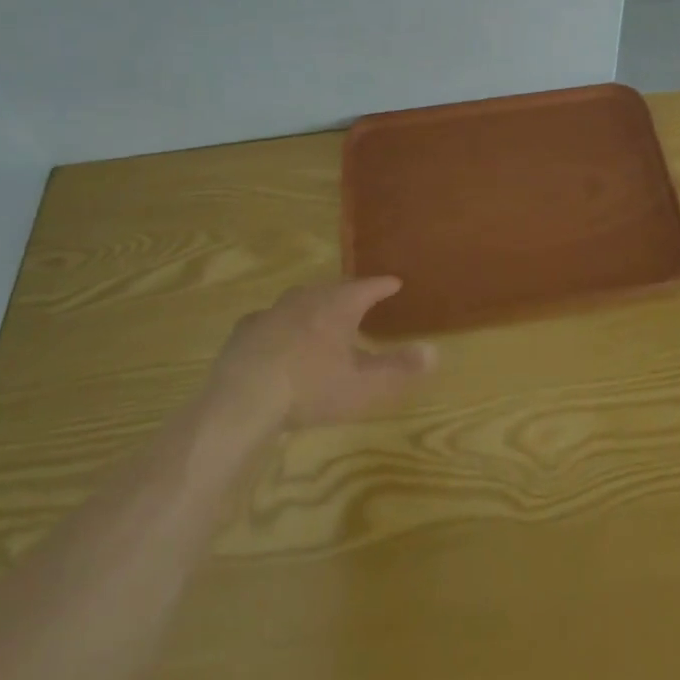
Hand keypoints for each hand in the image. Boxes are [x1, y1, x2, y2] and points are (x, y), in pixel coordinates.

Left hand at [207, 277, 435, 431]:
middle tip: (360, 300)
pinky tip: (279, 338)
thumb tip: (435, 351)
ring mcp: (274, 310)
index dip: (383, 285)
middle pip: (334, 289)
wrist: (244, 396)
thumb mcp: (362, 384)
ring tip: (323, 317)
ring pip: (302, 300)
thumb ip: (398, 368)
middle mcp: (308, 298)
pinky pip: (272, 320)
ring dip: (316, 306)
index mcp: (339, 305)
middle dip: (349, 293)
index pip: (368, 287)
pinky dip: (282, 324)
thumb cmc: (311, 387)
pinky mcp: (247, 329)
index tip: (395, 282)